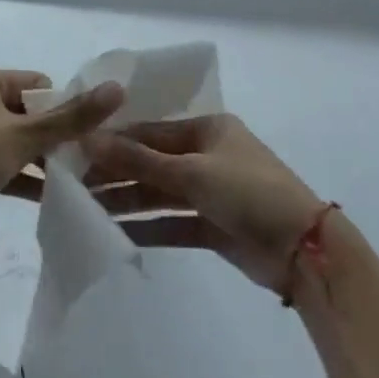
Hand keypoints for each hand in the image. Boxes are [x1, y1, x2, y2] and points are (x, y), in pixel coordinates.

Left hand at [0, 67, 122, 241]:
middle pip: (31, 113)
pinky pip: (8, 163)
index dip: (62, 107)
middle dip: (55, 135)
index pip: (38, 84)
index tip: (84, 132)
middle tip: (85, 157)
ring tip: (77, 177)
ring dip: (43, 158)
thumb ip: (71, 117)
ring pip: (20, 140)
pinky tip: (55, 195)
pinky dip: (27, 176)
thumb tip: (117, 88)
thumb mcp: (24, 135)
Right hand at [84, 114, 324, 291]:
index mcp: (208, 128)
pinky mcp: (214, 226)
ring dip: (128, 200)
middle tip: (74, 182)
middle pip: (152, 161)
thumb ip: (139, 160)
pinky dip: (148, 226)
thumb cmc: (249, 191)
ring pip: (160, 192)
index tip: (77, 149)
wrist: (304, 249)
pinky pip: (173, 222)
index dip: (115, 140)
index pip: (151, 130)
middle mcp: (207, 154)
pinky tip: (116, 232)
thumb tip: (90, 139)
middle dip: (117, 172)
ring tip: (86, 207)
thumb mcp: (192, 171)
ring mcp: (211, 191)